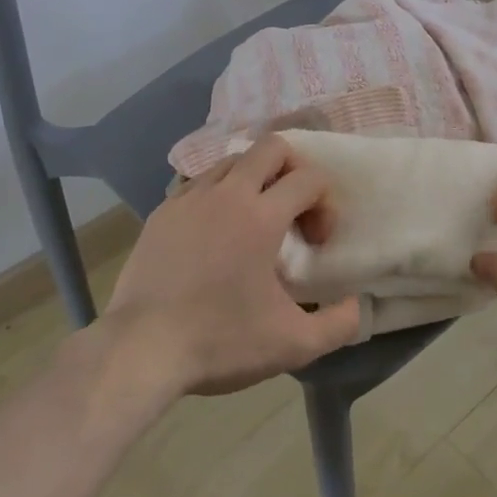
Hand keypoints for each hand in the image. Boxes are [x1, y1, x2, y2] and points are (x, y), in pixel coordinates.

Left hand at [103, 134, 360, 396]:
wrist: (140, 350)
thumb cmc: (220, 342)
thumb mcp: (293, 345)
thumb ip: (339, 324)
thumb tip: (357, 305)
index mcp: (261, 216)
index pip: (308, 178)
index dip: (325, 203)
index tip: (316, 242)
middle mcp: (226, 194)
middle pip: (271, 146)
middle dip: (294, 169)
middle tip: (293, 210)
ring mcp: (189, 198)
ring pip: (233, 161)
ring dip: (255, 179)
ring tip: (255, 220)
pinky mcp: (162, 212)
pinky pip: (200, 183)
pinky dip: (220, 195)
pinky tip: (216, 233)